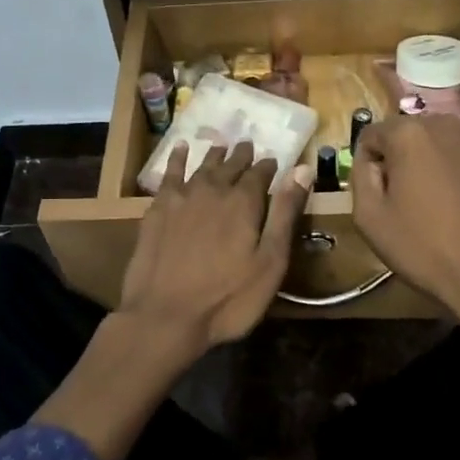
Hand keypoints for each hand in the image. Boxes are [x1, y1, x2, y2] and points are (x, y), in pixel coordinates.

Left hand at [118, 142, 312, 358]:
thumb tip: (302, 170)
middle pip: (230, 166)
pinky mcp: (157, 209)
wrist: (165, 315)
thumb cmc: (228, 298)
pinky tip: (180, 149)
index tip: (273, 161)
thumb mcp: (270, 262)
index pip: (260, 174)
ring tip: (222, 145)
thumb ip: (285, 214)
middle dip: (242, 156)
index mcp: (244, 202)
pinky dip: (177, 159)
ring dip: (214, 155)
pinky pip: (170, 174)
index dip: (268, 167)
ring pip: (202, 166)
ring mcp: (182, 197)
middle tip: (248, 145)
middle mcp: (213, 190)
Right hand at [351, 116, 459, 339]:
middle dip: (402, 156)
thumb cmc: (422, 248)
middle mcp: (445, 123)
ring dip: (433, 156)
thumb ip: (360, 176)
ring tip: (438, 195)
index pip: (372, 134)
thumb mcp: (368, 218)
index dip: (368, 161)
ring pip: (442, 138)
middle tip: (406, 195)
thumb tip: (368, 159)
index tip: (376, 190)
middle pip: (409, 131)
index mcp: (408, 134)